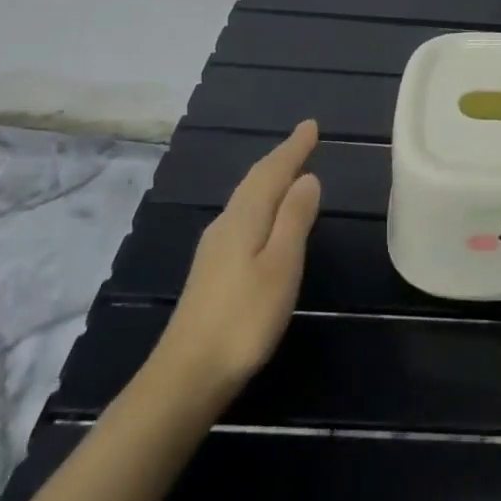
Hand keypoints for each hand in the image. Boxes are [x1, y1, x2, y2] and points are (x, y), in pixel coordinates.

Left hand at [145, 121, 321, 413]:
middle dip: (281, 160)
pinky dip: (261, 205)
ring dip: (270, 181)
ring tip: (291, 171)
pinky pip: (243, 219)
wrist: (188, 375)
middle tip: (304, 142)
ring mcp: (214, 250)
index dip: (293, 149)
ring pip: (247, 201)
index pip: (271, 173)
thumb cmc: (244, 319)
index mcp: (244, 220)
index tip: (311, 126)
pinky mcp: (212, 272)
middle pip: (255, 183)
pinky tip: (266, 218)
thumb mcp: (281, 265)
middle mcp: (225, 226)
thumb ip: (294, 219)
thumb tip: (307, 178)